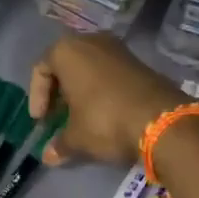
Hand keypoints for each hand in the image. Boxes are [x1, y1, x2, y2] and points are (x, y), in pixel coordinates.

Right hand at [28, 32, 183, 166]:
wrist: (162, 120)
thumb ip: (60, 144)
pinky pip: (109, 71)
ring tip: (80, 116)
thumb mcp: (77, 137)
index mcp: (67, 51)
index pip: (41, 69)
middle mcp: (90, 41)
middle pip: (65, 64)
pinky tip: (104, 111)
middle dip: (59, 91)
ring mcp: (117, 48)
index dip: (37, 97)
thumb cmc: (105, 121)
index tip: (41, 121)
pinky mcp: (138, 60)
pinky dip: (101, 88)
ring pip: (89, 66)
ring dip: (81, 89)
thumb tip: (49, 156)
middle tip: (57, 116)